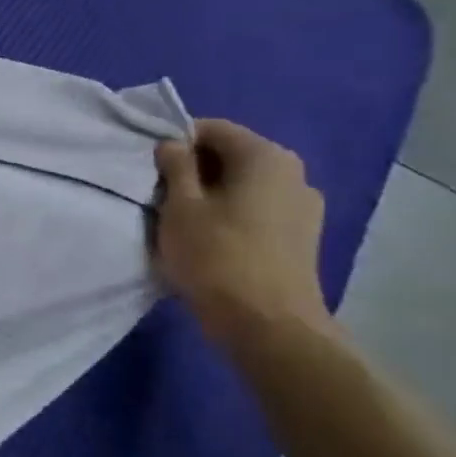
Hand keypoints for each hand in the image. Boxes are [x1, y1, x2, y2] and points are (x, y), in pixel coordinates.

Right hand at [153, 119, 329, 337]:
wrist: (268, 326)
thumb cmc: (217, 255)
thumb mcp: (179, 205)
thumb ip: (174, 166)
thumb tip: (173, 145)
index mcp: (266, 156)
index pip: (212, 129)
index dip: (176, 141)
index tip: (151, 167)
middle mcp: (294, 174)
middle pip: (231, 156)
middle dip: (194, 168)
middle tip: (161, 193)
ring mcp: (304, 208)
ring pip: (243, 185)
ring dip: (211, 194)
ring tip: (183, 219)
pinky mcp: (303, 238)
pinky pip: (257, 210)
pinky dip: (231, 214)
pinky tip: (211, 238)